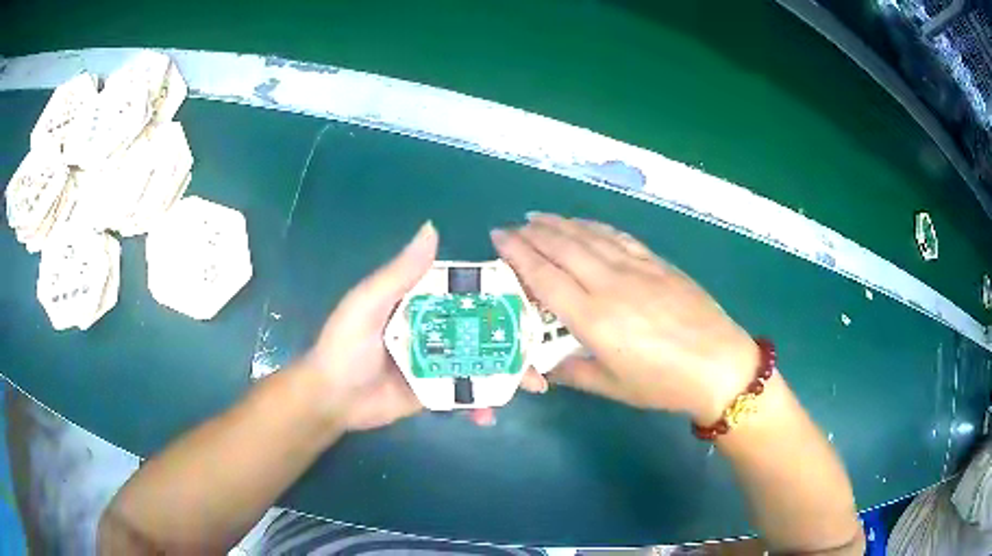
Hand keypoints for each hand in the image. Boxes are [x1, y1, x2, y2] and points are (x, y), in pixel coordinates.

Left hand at [298, 222, 547, 430]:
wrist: (331, 398)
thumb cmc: (346, 345)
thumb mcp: (368, 304)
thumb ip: (399, 273)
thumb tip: (433, 228)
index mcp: (422, 301)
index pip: (469, 292)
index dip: (503, 294)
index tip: (536, 301)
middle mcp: (436, 328)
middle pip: (484, 330)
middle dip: (516, 340)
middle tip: (544, 352)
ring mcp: (439, 362)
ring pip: (482, 363)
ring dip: (509, 374)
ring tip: (534, 387)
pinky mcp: (436, 392)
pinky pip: (466, 395)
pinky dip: (480, 405)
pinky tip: (489, 417)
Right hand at [491, 213, 757, 424]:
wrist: (719, 365)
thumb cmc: (663, 384)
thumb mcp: (612, 387)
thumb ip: (573, 372)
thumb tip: (547, 366)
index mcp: (593, 319)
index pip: (545, 277)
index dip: (518, 254)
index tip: (499, 237)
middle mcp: (610, 285)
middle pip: (563, 248)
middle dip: (532, 233)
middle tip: (512, 226)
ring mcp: (636, 269)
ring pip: (589, 236)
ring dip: (559, 224)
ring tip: (538, 217)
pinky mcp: (657, 263)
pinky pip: (618, 237)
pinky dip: (594, 226)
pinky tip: (583, 223)